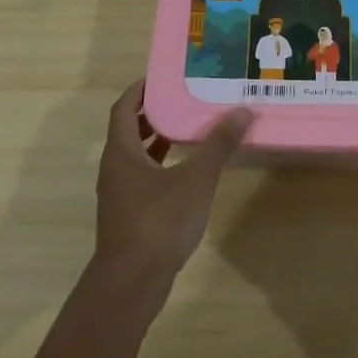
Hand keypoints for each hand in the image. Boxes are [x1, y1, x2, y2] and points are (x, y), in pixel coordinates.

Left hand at [94, 81, 252, 296]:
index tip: (163, 75)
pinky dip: (163, 166)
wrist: (132, 282)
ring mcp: (120, 195)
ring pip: (137, 157)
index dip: (140, 90)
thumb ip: (218, 145)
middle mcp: (115, 169)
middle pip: (129, 131)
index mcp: (122, 152)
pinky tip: (188, 172)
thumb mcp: (195, 179)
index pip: (124, 109)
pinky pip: (144, 178)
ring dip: (159, 141)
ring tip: (191, 128)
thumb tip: (242, 110)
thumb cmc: (159, 222)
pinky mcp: (130, 216)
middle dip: (154, 113)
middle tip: (185, 98)